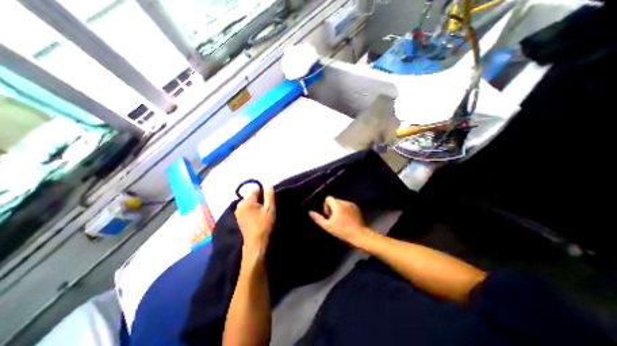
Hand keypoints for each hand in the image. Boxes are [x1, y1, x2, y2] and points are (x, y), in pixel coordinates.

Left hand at [236, 185, 275, 254]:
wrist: (256, 243)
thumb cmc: (264, 224)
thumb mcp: (270, 209)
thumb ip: (269, 195)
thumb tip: (268, 185)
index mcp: (246, 201)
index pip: (255, 190)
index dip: (263, 193)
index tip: (269, 201)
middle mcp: (239, 205)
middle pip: (251, 196)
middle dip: (259, 199)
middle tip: (266, 208)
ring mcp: (238, 212)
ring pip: (249, 202)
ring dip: (255, 205)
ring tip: (262, 213)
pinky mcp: (238, 218)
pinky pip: (246, 208)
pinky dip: (252, 210)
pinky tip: (257, 217)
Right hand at [308, 196, 369, 244]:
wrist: (359, 235)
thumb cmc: (342, 231)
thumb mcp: (327, 226)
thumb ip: (318, 218)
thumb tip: (310, 212)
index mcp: (337, 205)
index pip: (328, 198)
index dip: (326, 206)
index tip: (328, 216)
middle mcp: (345, 202)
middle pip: (335, 201)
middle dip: (332, 208)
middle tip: (334, 219)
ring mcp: (352, 205)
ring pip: (341, 203)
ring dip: (339, 209)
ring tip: (340, 220)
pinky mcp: (357, 208)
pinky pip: (348, 206)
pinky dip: (345, 210)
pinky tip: (347, 220)